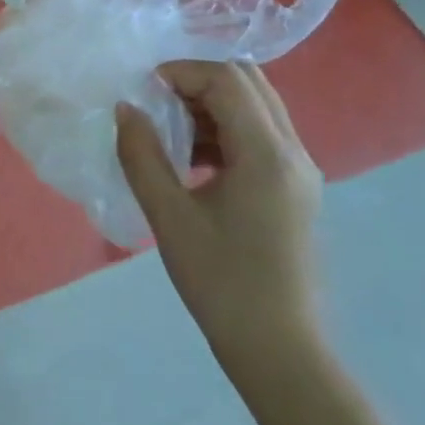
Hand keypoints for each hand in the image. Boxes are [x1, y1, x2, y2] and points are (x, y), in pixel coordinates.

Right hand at [115, 61, 324, 398]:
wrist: (280, 352)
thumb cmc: (221, 283)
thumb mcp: (169, 217)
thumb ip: (142, 155)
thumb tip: (125, 108)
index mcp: (267, 154)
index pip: (226, 80)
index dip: (180, 72)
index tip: (142, 91)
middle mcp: (293, 152)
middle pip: (249, 82)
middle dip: (197, 80)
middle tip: (155, 101)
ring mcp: (299, 171)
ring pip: (257, 106)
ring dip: (211, 104)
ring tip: (168, 131)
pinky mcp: (295, 190)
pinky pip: (260, 134)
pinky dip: (224, 128)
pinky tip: (192, 160)